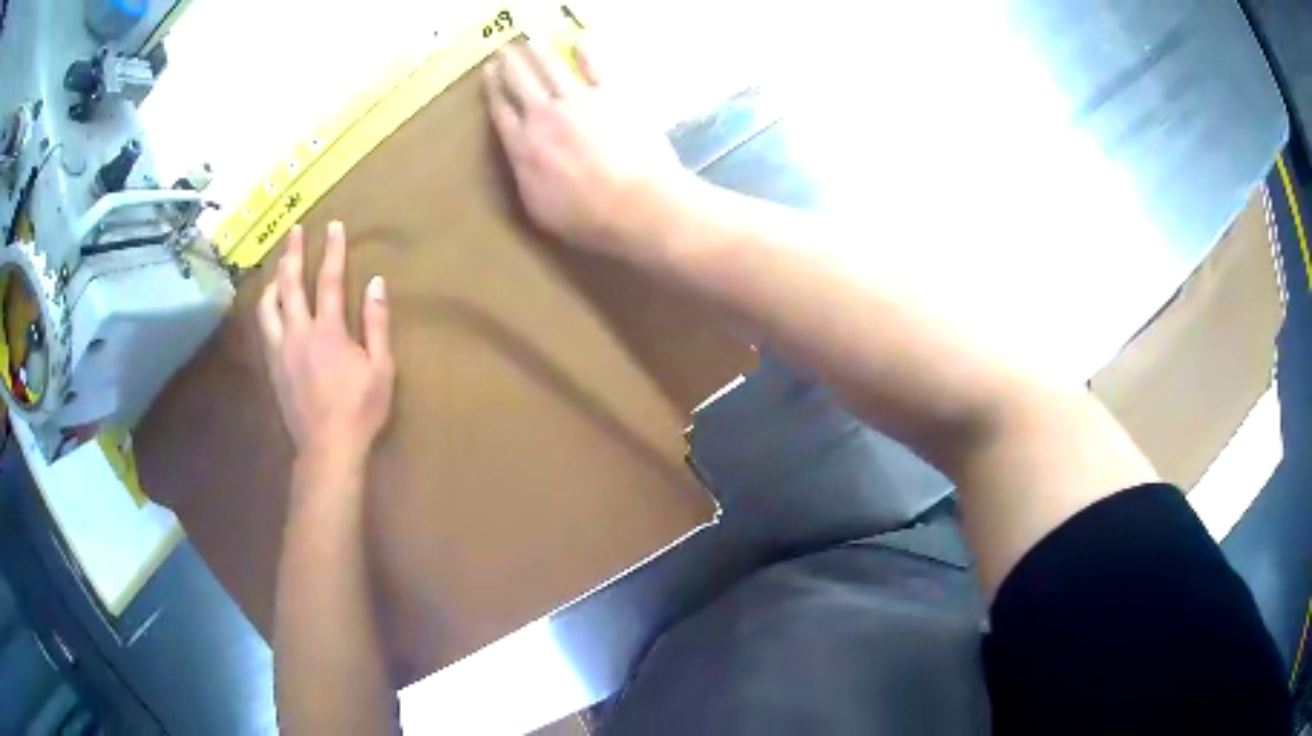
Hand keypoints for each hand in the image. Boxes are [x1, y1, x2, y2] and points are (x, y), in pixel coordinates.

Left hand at [258, 222, 394, 473]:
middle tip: (293, 231)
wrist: (327, 448)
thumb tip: (377, 284)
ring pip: (267, 305)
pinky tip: (271, 307)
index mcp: (328, 331)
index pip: (329, 280)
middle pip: (289, 284)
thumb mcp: (381, 367)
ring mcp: (280, 350)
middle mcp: (298, 333)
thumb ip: (376, 323)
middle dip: (292, 254)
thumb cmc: (359, 409)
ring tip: (279, 268)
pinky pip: (264, 328)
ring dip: (273, 281)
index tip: (333, 226)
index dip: (332, 251)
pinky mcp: (272, 367)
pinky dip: (267, 308)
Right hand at [483, 39, 692, 258]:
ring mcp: (579, 102)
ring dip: (538, 51)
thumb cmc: (586, 217)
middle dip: (509, 63)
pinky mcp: (612, 95)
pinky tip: (582, 40)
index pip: (502, 111)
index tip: (488, 73)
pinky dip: (588, 51)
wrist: (635, 203)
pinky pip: (597, 66)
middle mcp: (544, 117)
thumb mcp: (538, 208)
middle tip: (503, 49)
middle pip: (521, 83)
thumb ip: (526, 175)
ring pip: (551, 68)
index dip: (492, 90)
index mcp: (523, 147)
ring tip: (530, 39)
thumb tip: (521, 158)